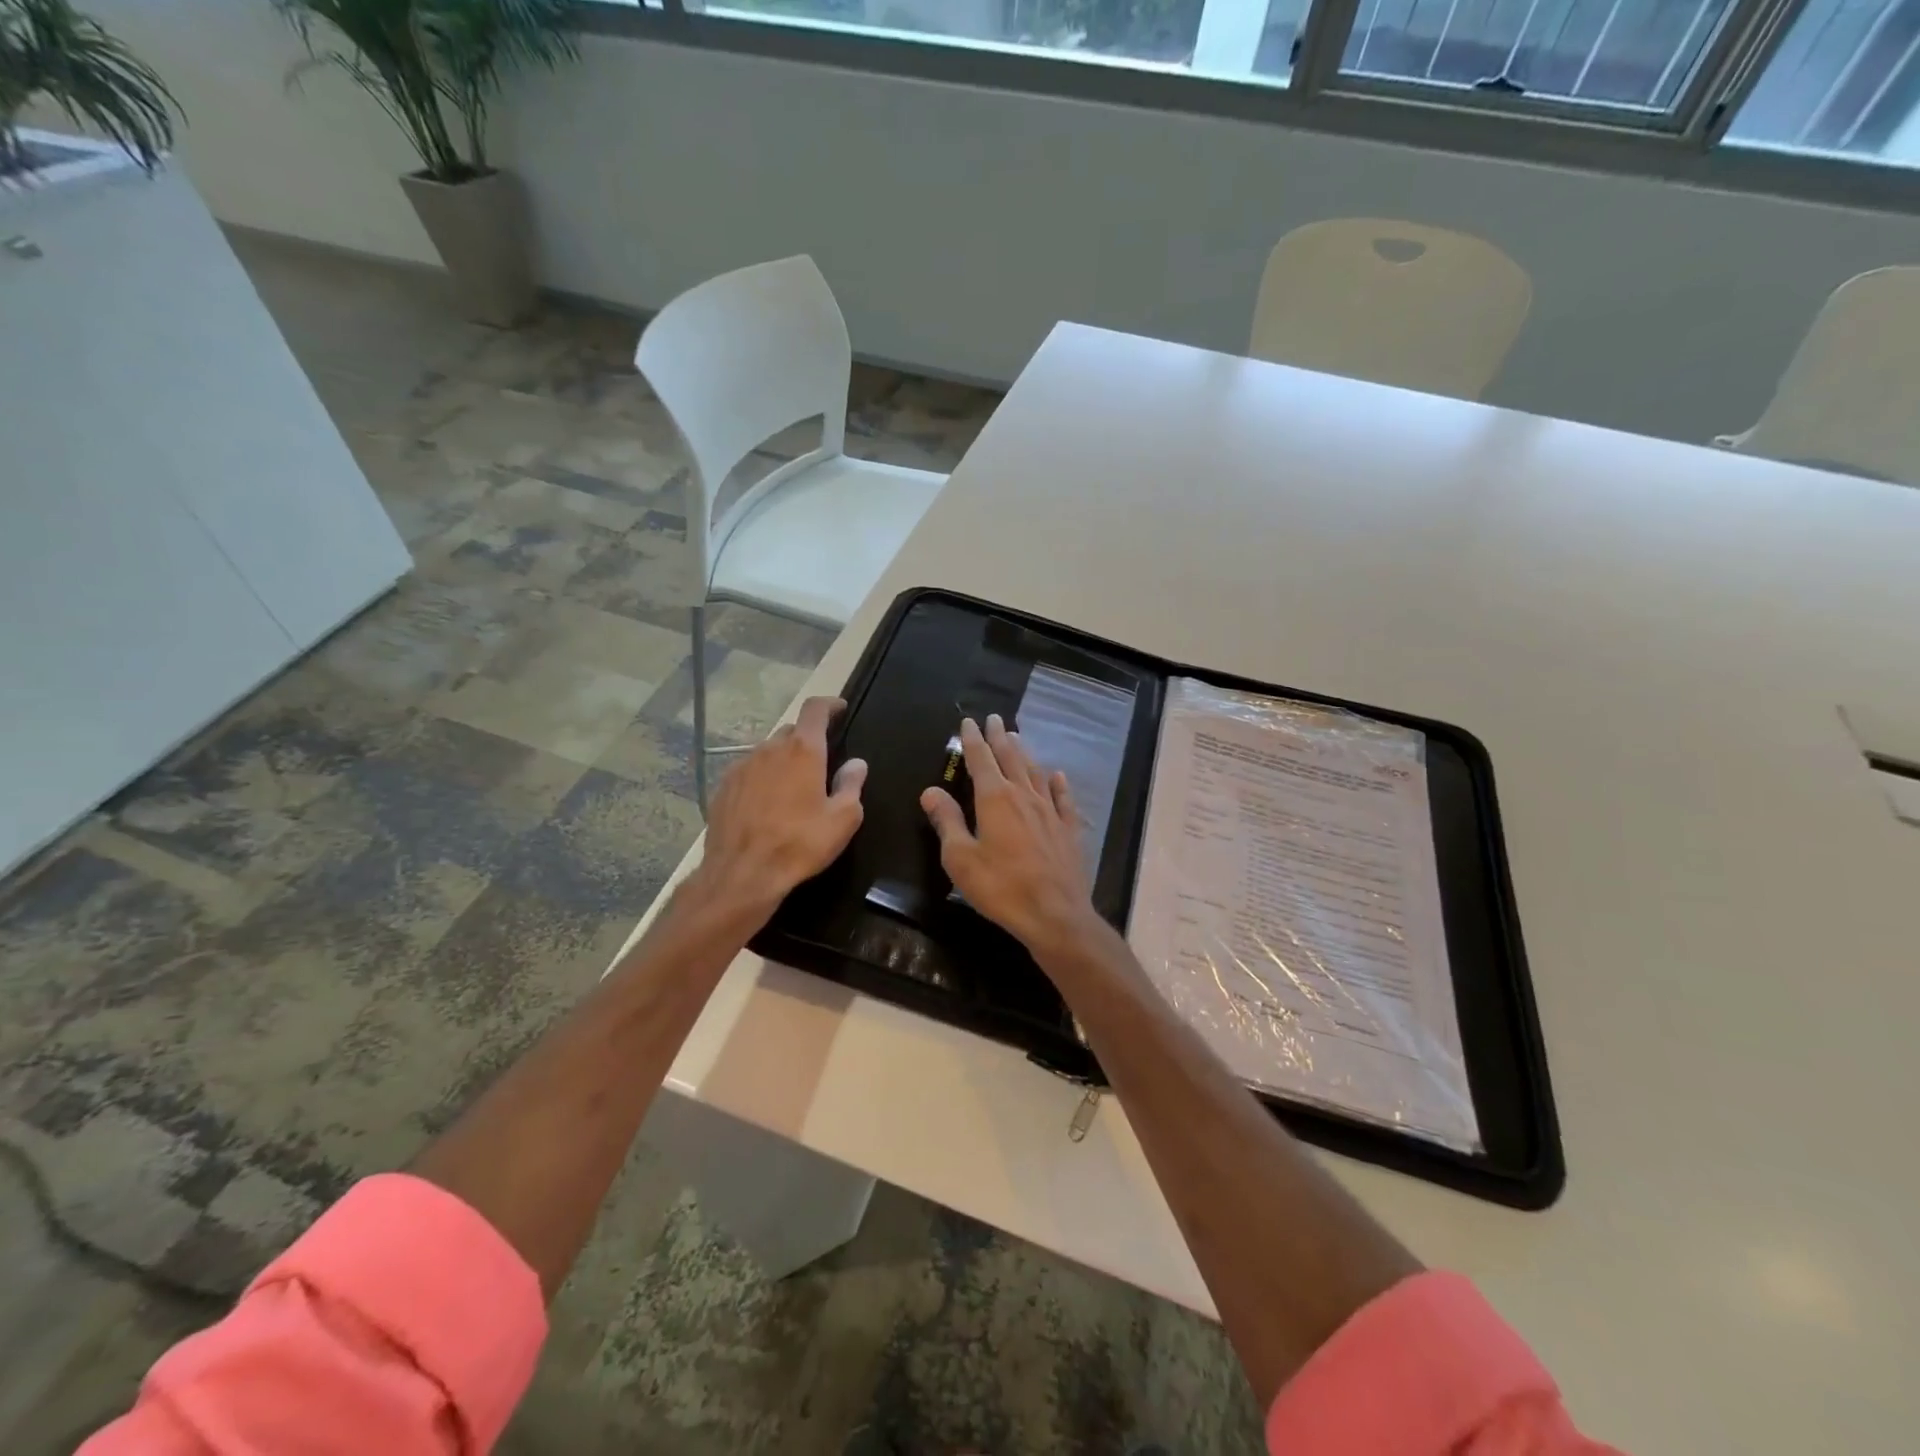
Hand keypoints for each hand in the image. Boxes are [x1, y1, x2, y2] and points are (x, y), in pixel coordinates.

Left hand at [696, 696, 867, 917]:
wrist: (742, 874)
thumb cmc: (800, 844)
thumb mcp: (843, 819)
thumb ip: (852, 785)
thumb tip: (856, 763)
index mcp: (803, 751)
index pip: (815, 710)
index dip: (829, 705)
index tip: (839, 709)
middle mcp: (769, 750)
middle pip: (791, 731)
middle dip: (808, 739)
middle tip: (820, 762)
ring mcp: (742, 766)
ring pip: (768, 751)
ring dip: (783, 760)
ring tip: (793, 788)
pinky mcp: (724, 787)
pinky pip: (749, 771)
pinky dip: (762, 777)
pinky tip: (767, 804)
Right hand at [921, 714, 1100, 954]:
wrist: (1055, 914)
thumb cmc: (1000, 887)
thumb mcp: (960, 858)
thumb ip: (946, 821)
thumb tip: (930, 790)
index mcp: (994, 799)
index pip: (980, 760)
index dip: (972, 740)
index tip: (969, 721)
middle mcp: (1024, 796)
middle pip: (1010, 758)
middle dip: (999, 737)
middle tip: (995, 718)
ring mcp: (1050, 811)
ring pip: (1035, 772)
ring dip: (1024, 752)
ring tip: (1017, 737)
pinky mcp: (1068, 830)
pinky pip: (1063, 798)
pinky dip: (1058, 783)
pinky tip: (1057, 775)